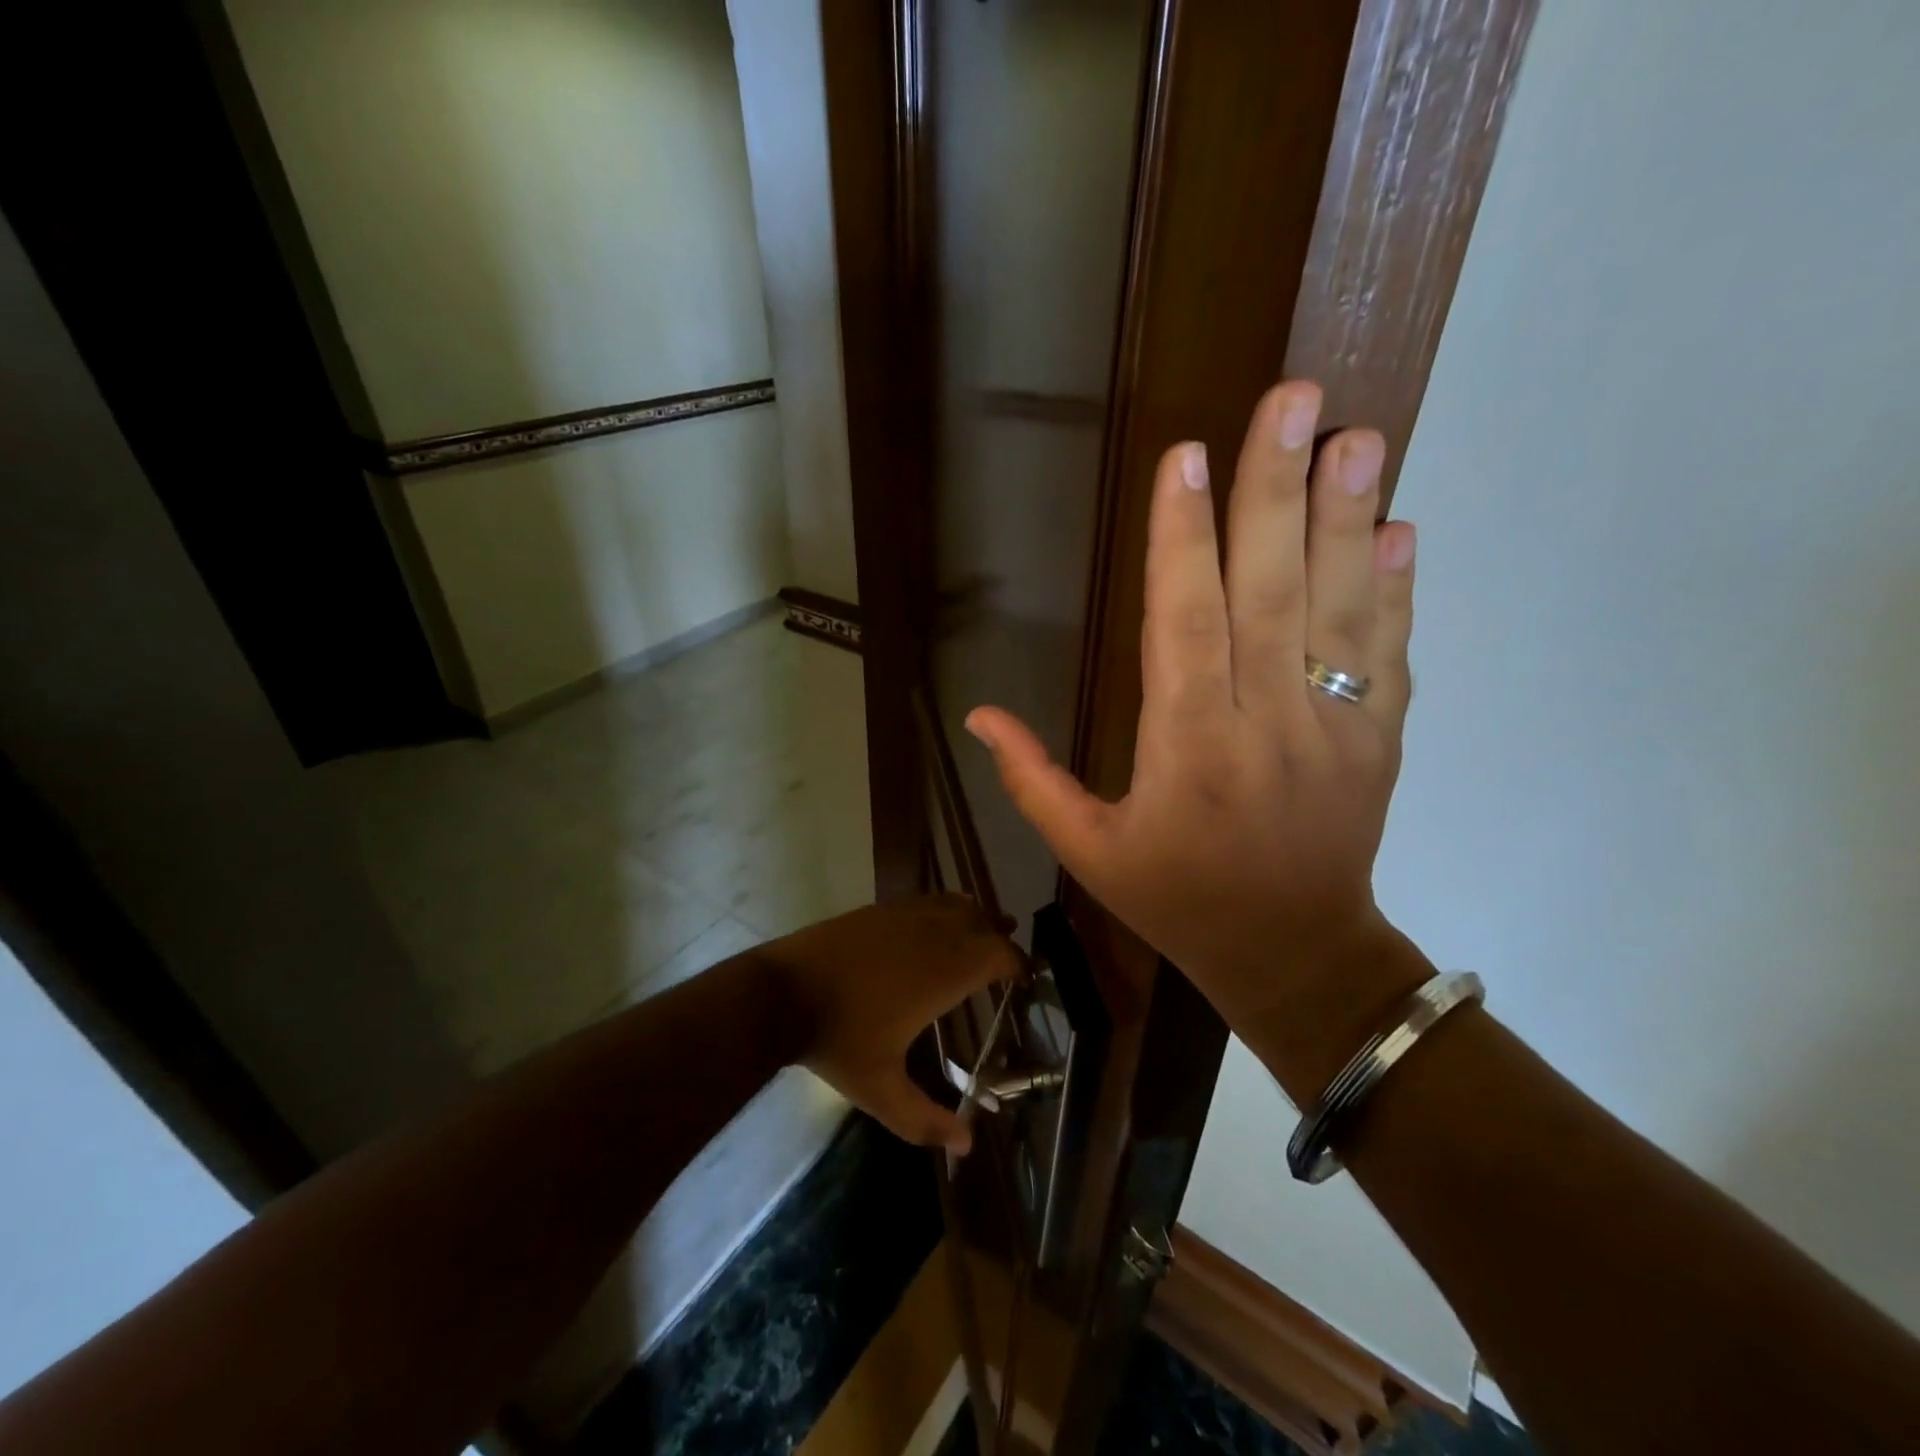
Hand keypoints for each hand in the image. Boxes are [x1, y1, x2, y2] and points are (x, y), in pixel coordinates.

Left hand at [764, 895, 1019, 1153]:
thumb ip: (924, 1120)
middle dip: (1000, 942)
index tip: (1024, 981)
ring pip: (957, 905)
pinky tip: (939, 924)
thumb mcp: (880, 1090)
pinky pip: (928, 900)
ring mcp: (904, 915)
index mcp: (943, 974)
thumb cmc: (837, 1041)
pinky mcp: (880, 908)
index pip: (999, 955)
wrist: (781, 993)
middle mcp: (932, 935)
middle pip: (983, 924)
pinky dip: (946, 908)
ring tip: (981, 938)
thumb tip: (966, 1146)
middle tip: (1006, 965)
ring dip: (975, 920)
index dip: (1017, 965)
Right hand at [964, 380, 1425, 1085]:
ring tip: (1356, 435)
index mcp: (1188, 753)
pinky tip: (1399, 526)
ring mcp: (1337, 731)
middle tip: (1292, 398)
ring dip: (1348, 518)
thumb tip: (979, 712)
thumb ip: (1032, 780)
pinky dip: (1397, 588)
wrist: (1296, 956)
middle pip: (1270, 595)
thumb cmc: (1177, 899)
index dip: (1182, 541)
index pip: (1185, 627)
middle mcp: (1267, 729)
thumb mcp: (1088, 852)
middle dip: (1275, 492)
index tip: (1185, 456)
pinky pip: (1390, 654)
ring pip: (1340, 610)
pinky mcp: (1383, 740)